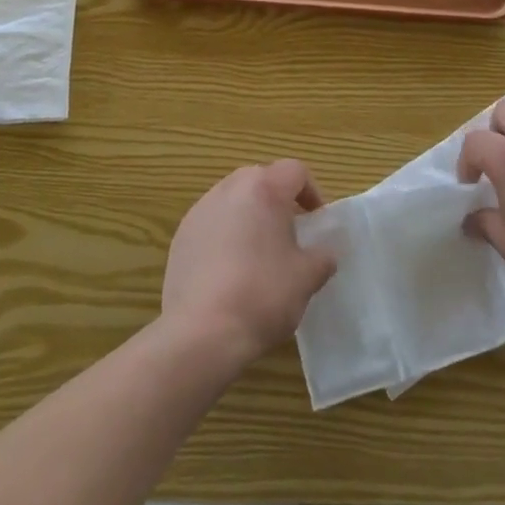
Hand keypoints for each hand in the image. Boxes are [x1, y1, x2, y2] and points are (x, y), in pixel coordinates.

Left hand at [162, 160, 337, 371]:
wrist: (201, 332)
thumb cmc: (263, 295)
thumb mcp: (306, 278)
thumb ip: (322, 257)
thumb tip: (324, 253)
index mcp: (263, 188)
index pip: (294, 171)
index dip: (312, 192)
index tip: (316, 220)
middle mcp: (229, 188)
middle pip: (260, 179)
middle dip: (278, 200)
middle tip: (290, 233)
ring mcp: (200, 210)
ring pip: (233, 199)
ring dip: (249, 216)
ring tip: (258, 253)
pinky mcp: (180, 236)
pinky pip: (211, 223)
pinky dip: (225, 235)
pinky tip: (229, 271)